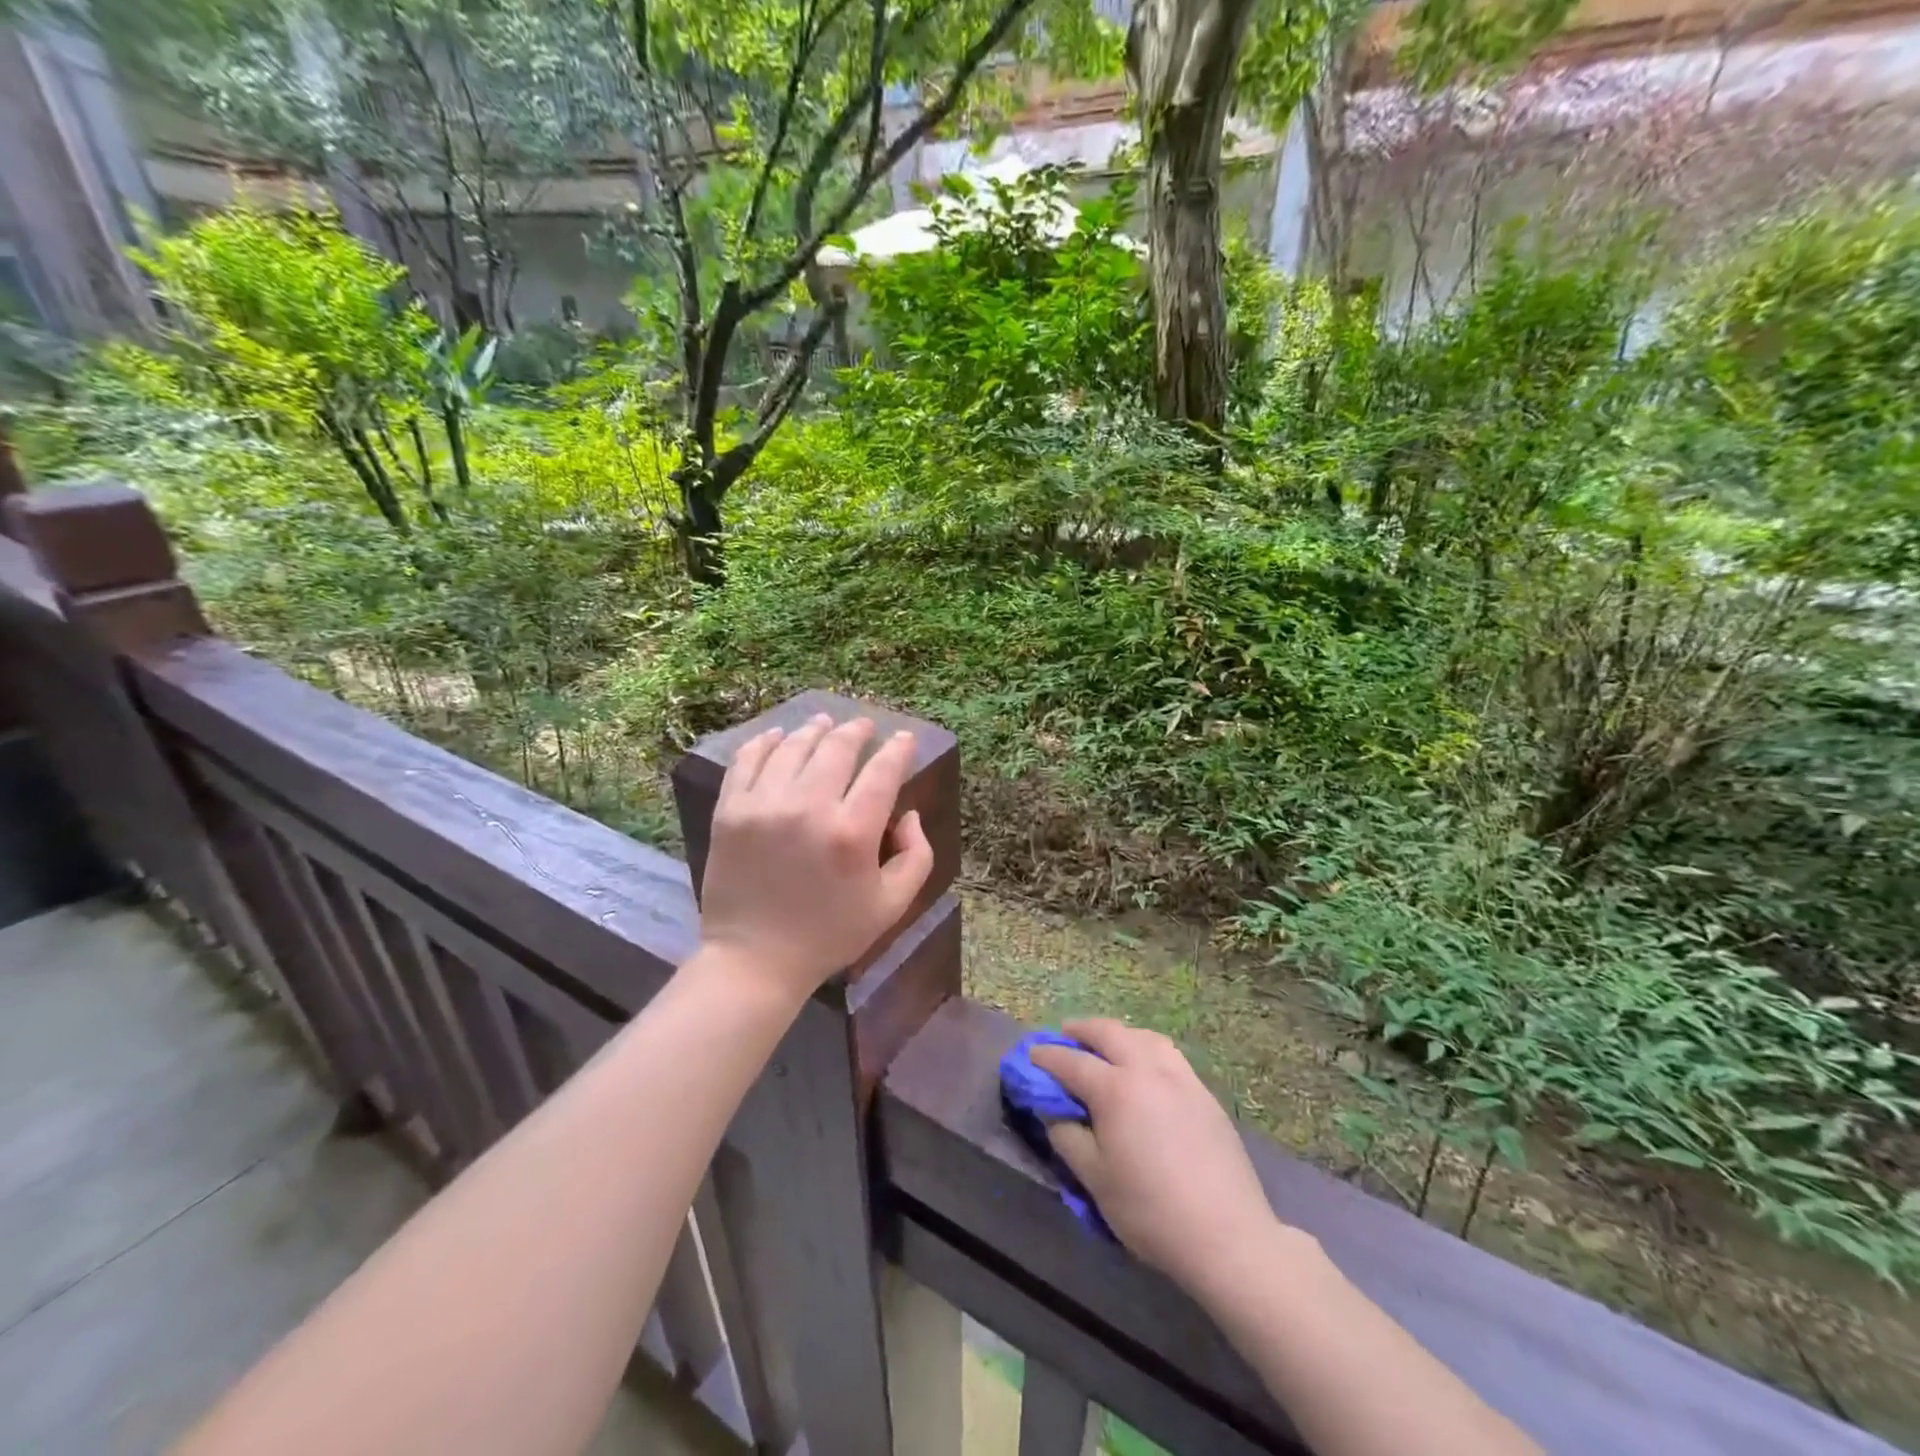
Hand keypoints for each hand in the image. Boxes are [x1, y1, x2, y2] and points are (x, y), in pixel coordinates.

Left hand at [699, 714, 934, 1000]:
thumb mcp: (892, 905)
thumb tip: (907, 814)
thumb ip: (916, 855)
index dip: (898, 749)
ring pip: (794, 746)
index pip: (883, 771)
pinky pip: (749, 760)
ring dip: (815, 730)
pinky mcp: (731, 810)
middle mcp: (809, 807)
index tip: (903, 738)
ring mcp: (764, 805)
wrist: (754, 959)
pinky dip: (766, 742)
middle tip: (863, 726)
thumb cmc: (830, 934)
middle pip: (838, 747)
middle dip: (857, 730)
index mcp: (852, 832)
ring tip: (824, 724)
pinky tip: (778, 736)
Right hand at [1031, 1019, 1289, 1299]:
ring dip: (1117, 1034)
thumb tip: (1052, 1110)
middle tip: (1064, 1036)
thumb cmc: (1151, 1211)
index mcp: (1116, 1089)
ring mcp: (1181, 1078)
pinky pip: (1168, 1054)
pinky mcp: (1204, 1093)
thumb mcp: (1095, 1179)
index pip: (1072, 1062)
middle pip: (1109, 1033)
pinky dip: (1146, 1048)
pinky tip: (1144, 1067)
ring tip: (1105, 1046)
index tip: (1030, 1054)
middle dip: (1081, 1030)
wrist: (1227, 1236)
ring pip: (1143, 1036)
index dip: (1047, 1056)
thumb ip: (1067, 1137)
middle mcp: (1148, 1070)